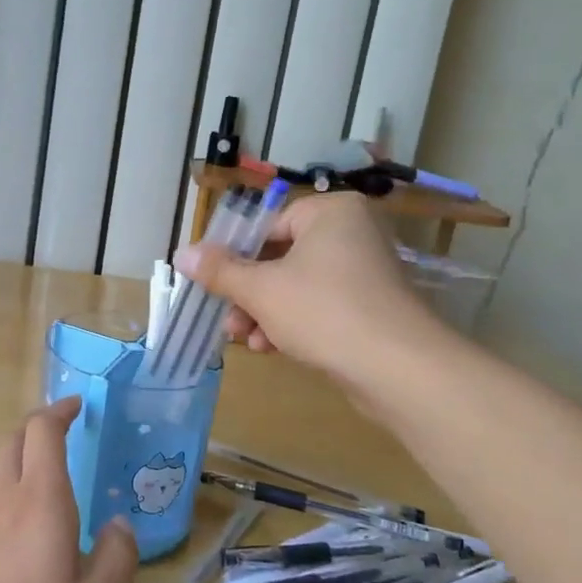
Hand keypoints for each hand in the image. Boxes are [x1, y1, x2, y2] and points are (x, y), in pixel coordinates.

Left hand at [0, 397, 136, 582]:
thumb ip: (116, 560)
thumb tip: (119, 524)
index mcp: (40, 501)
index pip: (43, 431)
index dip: (59, 411)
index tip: (77, 407)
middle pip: (11, 441)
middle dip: (36, 430)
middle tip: (60, 440)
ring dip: (14, 466)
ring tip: (38, 493)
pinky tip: (3, 542)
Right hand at [174, 192, 448, 399]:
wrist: (400, 370)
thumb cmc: (324, 312)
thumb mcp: (260, 289)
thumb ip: (219, 270)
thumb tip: (181, 253)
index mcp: (330, 212)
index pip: (266, 226)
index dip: (233, 257)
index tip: (211, 284)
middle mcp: (352, 232)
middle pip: (279, 258)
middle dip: (248, 294)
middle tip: (227, 322)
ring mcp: (365, 270)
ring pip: (297, 285)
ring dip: (265, 313)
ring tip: (247, 341)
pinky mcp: (372, 306)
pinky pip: (320, 305)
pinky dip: (293, 323)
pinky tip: (272, 349)